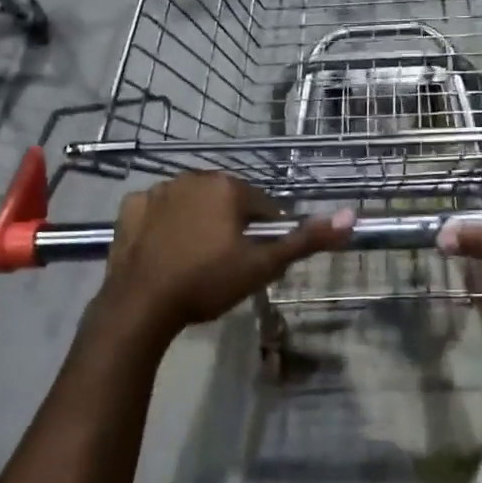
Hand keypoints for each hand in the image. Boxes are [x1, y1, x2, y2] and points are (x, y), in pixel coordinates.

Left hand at [98, 173, 351, 338]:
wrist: (142, 305)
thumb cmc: (208, 282)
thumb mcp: (263, 265)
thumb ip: (306, 240)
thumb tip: (351, 216)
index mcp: (227, 187)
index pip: (262, 206)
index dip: (264, 235)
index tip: (256, 261)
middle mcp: (192, 177)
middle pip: (226, 201)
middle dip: (232, 226)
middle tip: (228, 264)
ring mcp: (157, 190)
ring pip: (192, 204)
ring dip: (200, 222)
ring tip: (197, 261)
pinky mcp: (130, 208)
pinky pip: (157, 210)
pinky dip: (164, 224)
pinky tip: (166, 250)